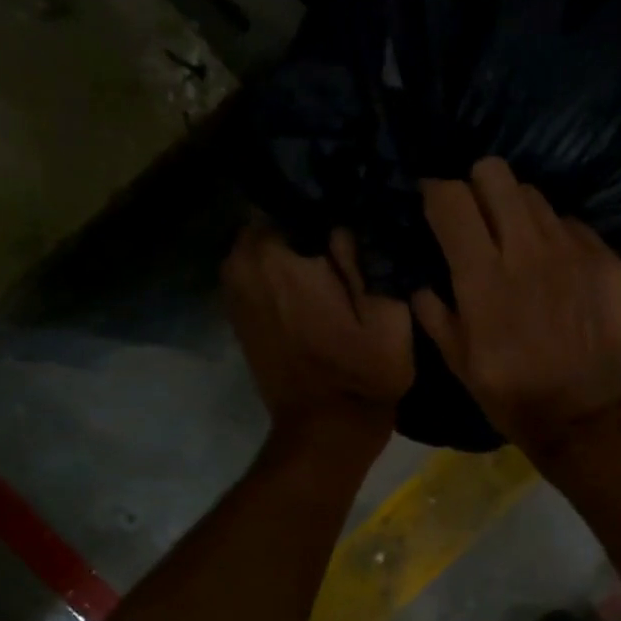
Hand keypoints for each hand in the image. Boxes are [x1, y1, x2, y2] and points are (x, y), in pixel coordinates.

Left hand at [222, 221, 413, 447]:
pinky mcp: (235, 305)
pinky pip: (261, 264)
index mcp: (279, 253)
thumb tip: (353, 206)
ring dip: (302, 244)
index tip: (364, 214)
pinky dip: (285, 267)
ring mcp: (233, 283)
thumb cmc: (364, 374)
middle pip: (284, 212)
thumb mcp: (387, 314)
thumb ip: (366, 252)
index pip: (304, 191)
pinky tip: (317, 286)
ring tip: (339, 264)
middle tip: (356, 242)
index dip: (337, 199)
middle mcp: (243, 258)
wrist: (325, 430)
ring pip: (272, 237)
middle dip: (317, 221)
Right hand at [413, 157, 620, 460]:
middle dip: (477, 186)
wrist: (590, 417)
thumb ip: (435, 315)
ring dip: (516, 211)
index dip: (435, 193)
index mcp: (482, 276)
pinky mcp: (606, 259)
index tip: (432, 204)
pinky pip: (570, 224)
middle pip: (495, 173)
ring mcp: (572, 249)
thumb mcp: (460, 364)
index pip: (451, 197)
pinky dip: (554, 237)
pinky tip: (556, 269)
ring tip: (517, 243)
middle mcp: (527, 249)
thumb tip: (422, 285)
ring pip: (534, 195)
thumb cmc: (515, 397)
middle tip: (476, 216)